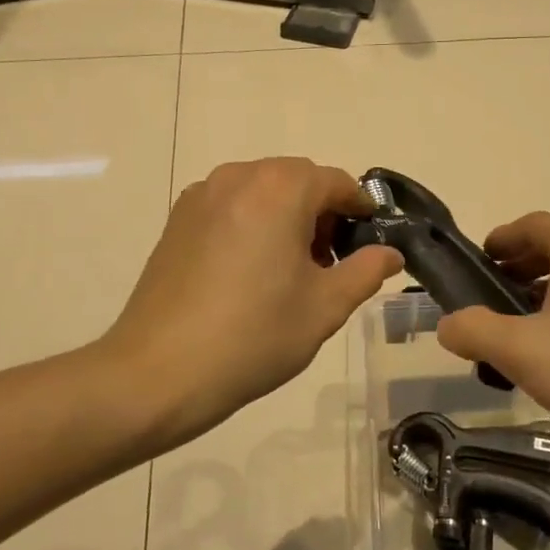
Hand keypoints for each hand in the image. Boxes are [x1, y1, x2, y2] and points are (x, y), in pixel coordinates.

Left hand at [102, 159, 403, 448]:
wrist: (157, 372)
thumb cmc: (253, 336)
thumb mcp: (325, 307)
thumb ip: (366, 271)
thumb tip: (392, 253)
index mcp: (279, 189)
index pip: (336, 181)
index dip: (361, 209)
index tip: (370, 243)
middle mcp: (238, 176)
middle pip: (297, 180)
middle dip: (322, 212)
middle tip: (329, 264)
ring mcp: (201, 195)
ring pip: (262, 190)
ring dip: (287, 216)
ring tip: (289, 271)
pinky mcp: (178, 219)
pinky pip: (231, 205)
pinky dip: (253, 222)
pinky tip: (249, 272)